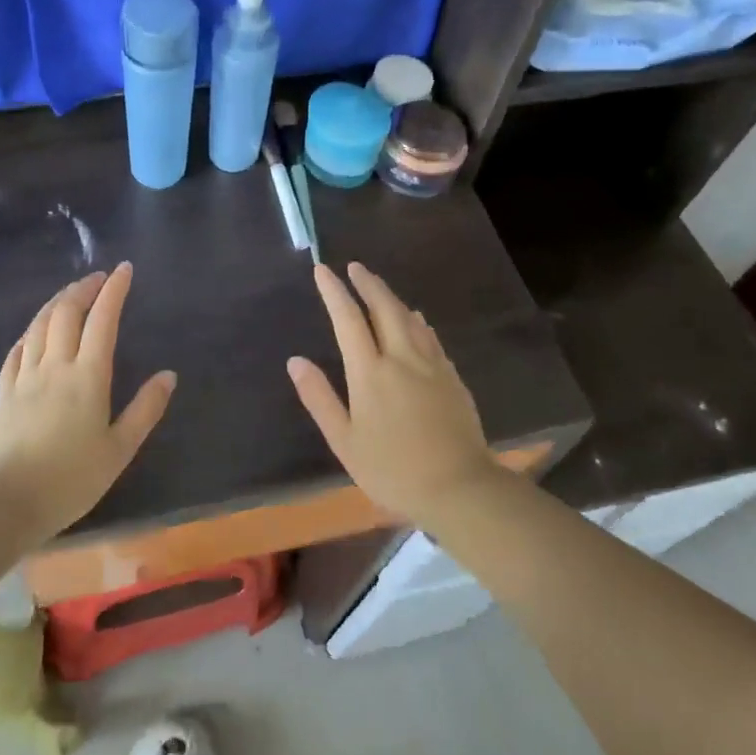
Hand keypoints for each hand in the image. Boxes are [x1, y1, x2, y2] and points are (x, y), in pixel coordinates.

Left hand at [0, 262, 175, 545]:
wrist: (5, 503)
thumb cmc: (70, 480)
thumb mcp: (119, 450)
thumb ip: (145, 410)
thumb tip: (168, 375)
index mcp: (88, 377)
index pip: (103, 320)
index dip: (114, 290)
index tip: (124, 269)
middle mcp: (55, 366)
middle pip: (67, 313)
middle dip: (84, 288)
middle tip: (98, 277)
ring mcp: (25, 377)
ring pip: (39, 325)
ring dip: (57, 302)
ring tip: (70, 294)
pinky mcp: (3, 392)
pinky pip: (17, 349)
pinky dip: (31, 331)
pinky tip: (34, 331)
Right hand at [287, 262, 500, 524]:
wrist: (460, 487)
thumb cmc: (393, 469)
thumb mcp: (345, 441)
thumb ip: (320, 398)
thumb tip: (295, 360)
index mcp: (370, 372)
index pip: (348, 319)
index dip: (334, 292)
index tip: (322, 270)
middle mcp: (401, 358)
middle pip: (384, 308)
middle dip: (367, 284)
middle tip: (355, 267)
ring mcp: (431, 365)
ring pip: (409, 318)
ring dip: (391, 297)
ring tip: (379, 287)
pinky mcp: (452, 377)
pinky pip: (430, 336)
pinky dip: (417, 321)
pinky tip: (417, 319)